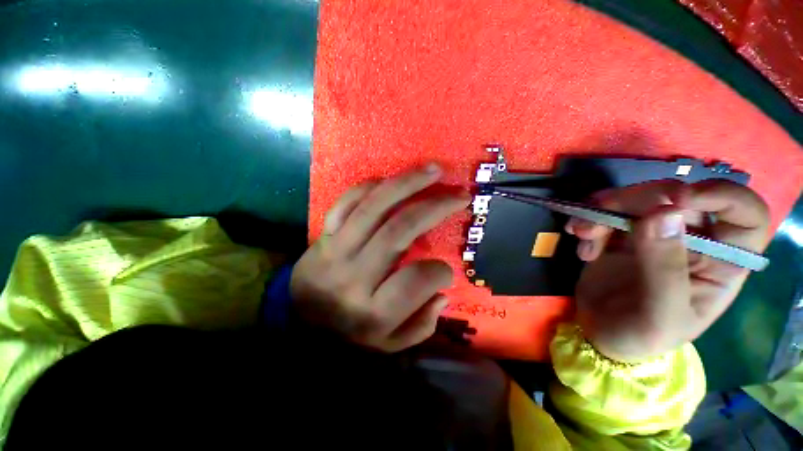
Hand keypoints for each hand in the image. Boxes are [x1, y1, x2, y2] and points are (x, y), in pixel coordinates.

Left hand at [290, 164, 469, 351]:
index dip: (440, 272)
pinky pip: (347, 202)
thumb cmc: (349, 336)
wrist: (297, 323)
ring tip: (433, 170)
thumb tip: (442, 292)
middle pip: (399, 230)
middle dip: (435, 207)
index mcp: (374, 310)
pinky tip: (391, 181)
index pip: (417, 280)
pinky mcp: (324, 235)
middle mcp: (355, 276)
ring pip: (375, 207)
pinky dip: (371, 187)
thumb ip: (421, 324)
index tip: (446, 270)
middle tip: (459, 194)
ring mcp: (336, 250)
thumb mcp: (389, 345)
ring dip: (408, 184)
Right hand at [566, 180, 769, 361]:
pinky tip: (582, 249)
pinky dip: (588, 222)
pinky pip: (606, 214)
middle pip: (677, 197)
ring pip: (637, 200)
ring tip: (581, 233)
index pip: (745, 214)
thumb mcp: (659, 315)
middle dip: (637, 199)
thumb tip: (662, 213)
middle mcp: (693, 241)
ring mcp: (654, 236)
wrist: (600, 335)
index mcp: (721, 263)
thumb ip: (665, 268)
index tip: (679, 199)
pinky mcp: (620, 236)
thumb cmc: (641, 336)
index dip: (722, 195)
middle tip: (601, 211)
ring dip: (603, 209)